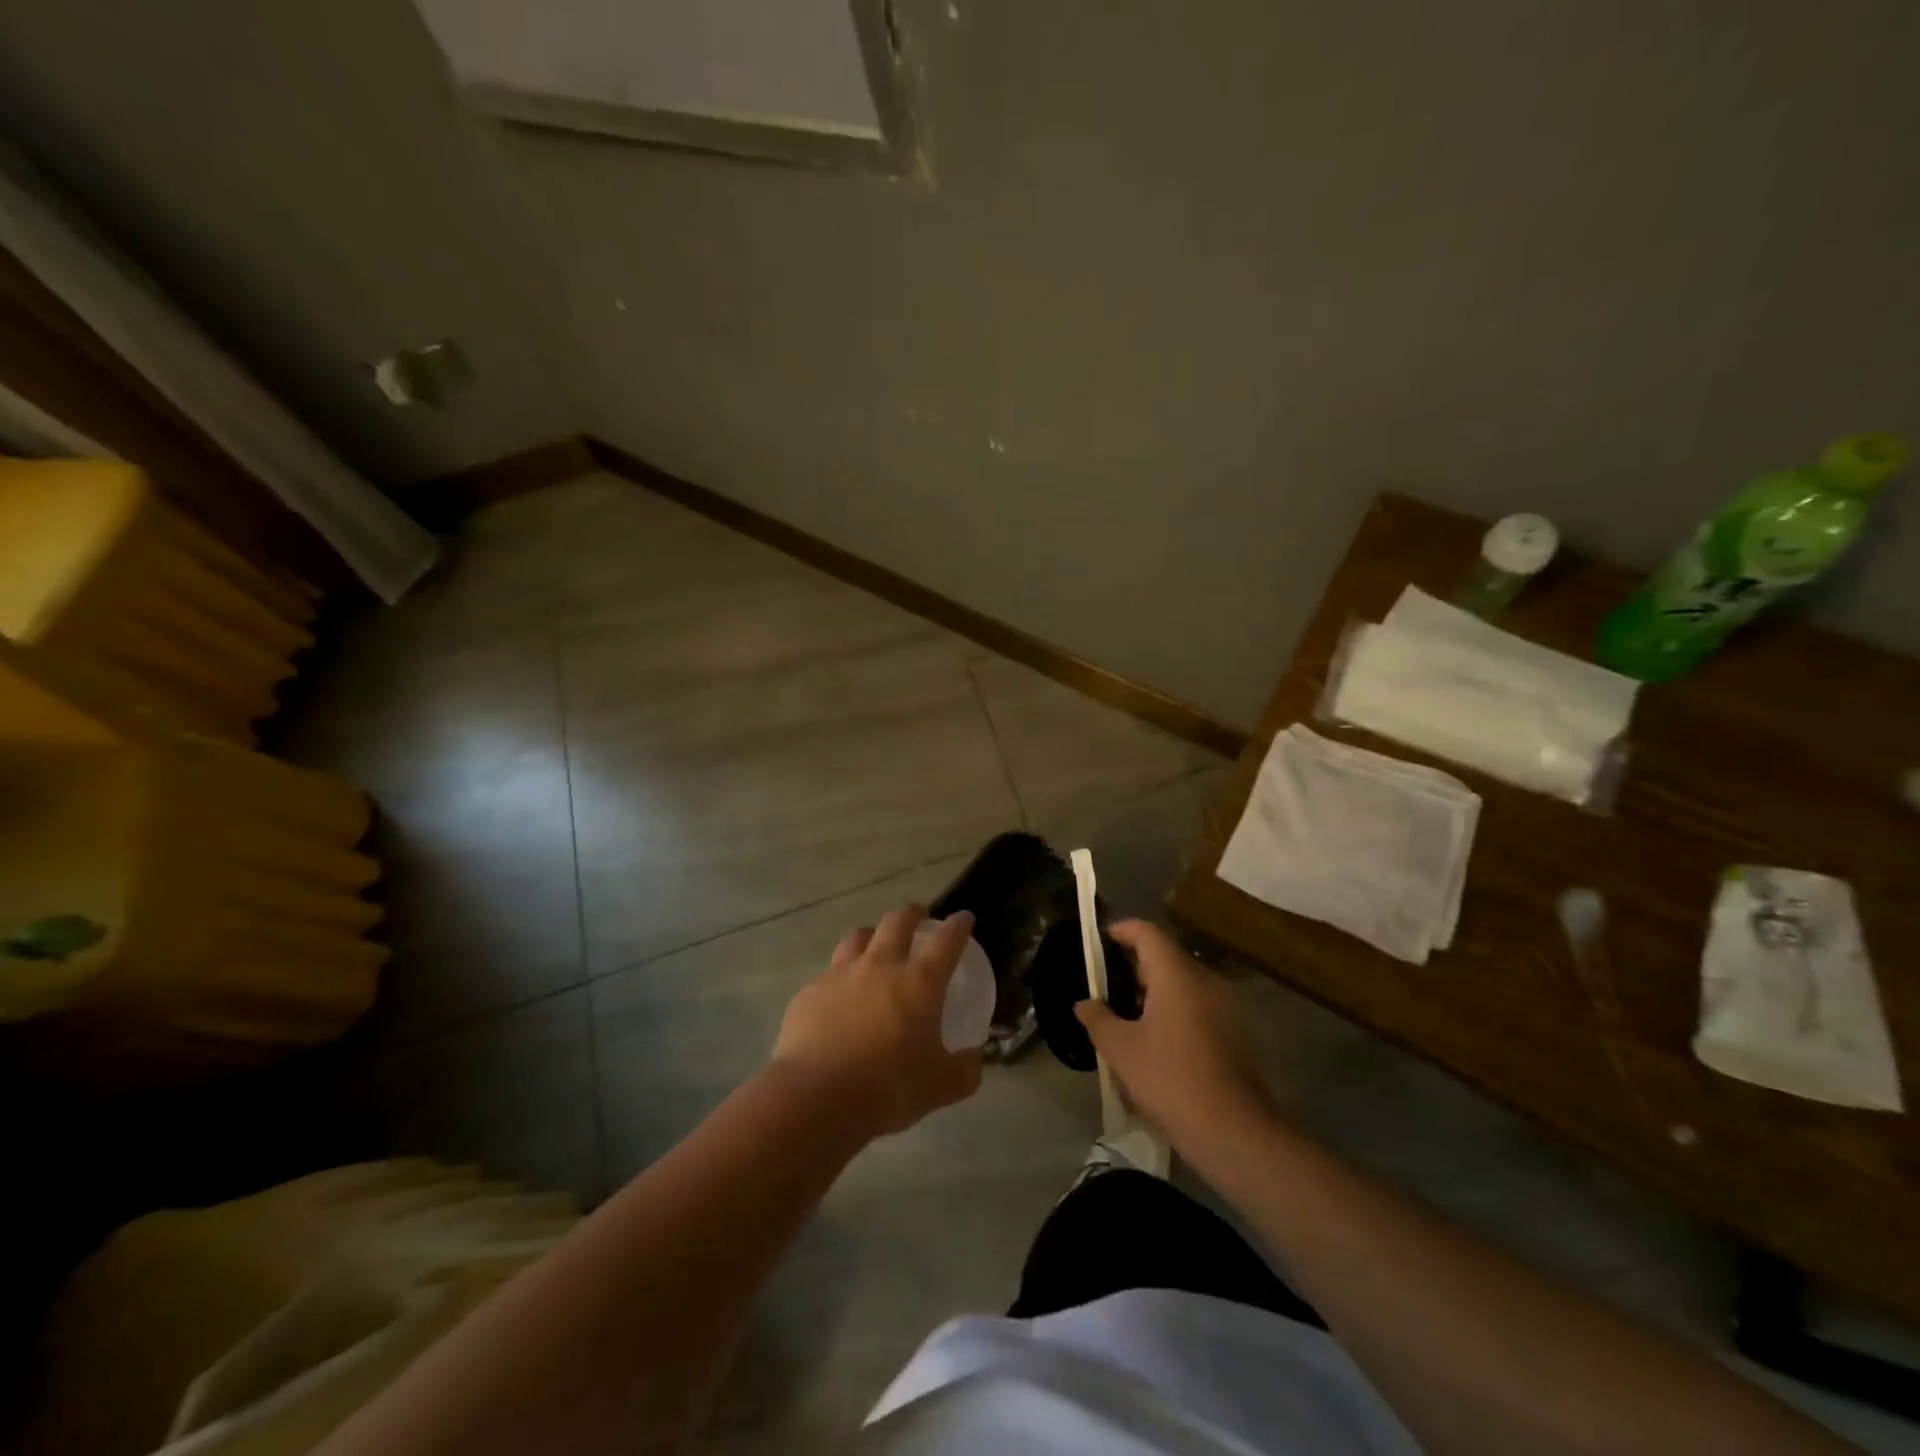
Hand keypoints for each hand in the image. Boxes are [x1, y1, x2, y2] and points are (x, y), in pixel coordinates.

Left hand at [772, 905, 982, 1137]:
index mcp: (919, 982)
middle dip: (912, 913)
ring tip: (875, 944)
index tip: (964, 918)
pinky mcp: (810, 991)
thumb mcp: (940, 1086)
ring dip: (871, 935)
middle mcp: (880, 966)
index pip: (946, 941)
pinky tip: (838, 995)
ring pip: (858, 937)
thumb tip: (974, 1060)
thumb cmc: (887, 1087)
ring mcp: (841, 974)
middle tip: (918, 917)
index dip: (958, 925)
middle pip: (898, 921)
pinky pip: (828, 973)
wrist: (816, 1096)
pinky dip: (839, 977)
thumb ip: (964, 1071)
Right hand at [1075, 920, 1270, 1148]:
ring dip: (1154, 988)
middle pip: (1165, 955)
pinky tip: (1155, 1037)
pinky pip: (1197, 1003)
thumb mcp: (1121, 1049)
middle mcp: (1204, 979)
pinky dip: (1173, 1007)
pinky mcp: (1234, 1031)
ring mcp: (1225, 1005)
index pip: (1146, 932)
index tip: (1099, 940)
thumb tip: (1084, 1003)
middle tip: (1105, 981)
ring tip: (1125, 1011)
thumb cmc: (1170, 1079)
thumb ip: (1098, 1019)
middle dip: (1133, 963)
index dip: (1121, 930)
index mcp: (1176, 974)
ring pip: (1182, 981)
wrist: (1233, 1131)